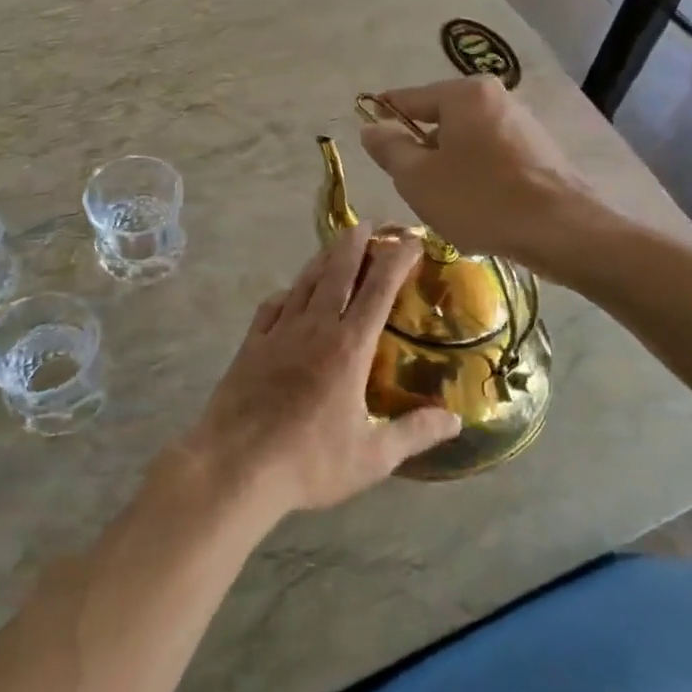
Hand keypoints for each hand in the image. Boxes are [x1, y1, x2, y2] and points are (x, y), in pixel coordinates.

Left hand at [187, 225, 461, 515]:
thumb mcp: (372, 457)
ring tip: (335, 247)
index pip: (379, 290)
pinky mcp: (251, 345)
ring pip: (304, 283)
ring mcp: (278, 333)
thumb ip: (414, 433)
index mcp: (349, 348)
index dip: (396, 260)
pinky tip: (289, 295)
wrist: (235, 467)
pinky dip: (287, 293)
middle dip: (356, 244)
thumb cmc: (309, 462)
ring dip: (322, 260)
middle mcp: (314, 328)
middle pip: (337, 273)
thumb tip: (456, 420)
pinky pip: (272, 307)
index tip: (411, 240)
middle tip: (368, 224)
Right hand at [358, 76, 601, 273]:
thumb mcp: (418, 178)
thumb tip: (371, 128)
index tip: (368, 131)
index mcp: (464, 94)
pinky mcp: (541, 152)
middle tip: (411, 184)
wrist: (561, 230)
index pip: (410, 98)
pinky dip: (477, 175)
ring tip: (446, 202)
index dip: (384, 115)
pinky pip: (493, 157)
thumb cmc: (479, 199)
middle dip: (422, 149)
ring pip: (468, 141)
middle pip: (442, 119)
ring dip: (450, 165)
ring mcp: (523, 124)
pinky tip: (479, 207)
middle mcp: (497, 98)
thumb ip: (389, 149)